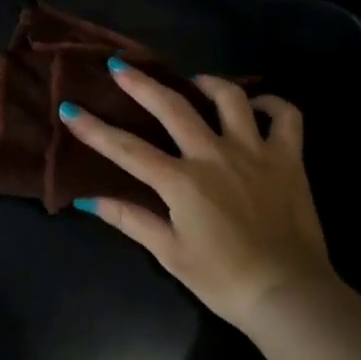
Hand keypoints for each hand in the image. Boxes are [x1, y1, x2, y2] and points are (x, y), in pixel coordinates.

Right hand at [62, 63, 335, 331]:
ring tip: (194, 82)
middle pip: (172, 106)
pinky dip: (272, 105)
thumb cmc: (223, 279)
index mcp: (182, 181)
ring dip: (208, 83)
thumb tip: (87, 200)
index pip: (127, 149)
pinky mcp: (289, 159)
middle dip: (140, 82)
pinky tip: (257, 108)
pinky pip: (286, 117)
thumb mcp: (170, 253)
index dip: (94, 129)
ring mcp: (255, 152)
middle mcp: (214, 155)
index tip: (70, 109)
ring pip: (230, 98)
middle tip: (119, 65)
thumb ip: (130, 219)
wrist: (289, 295)